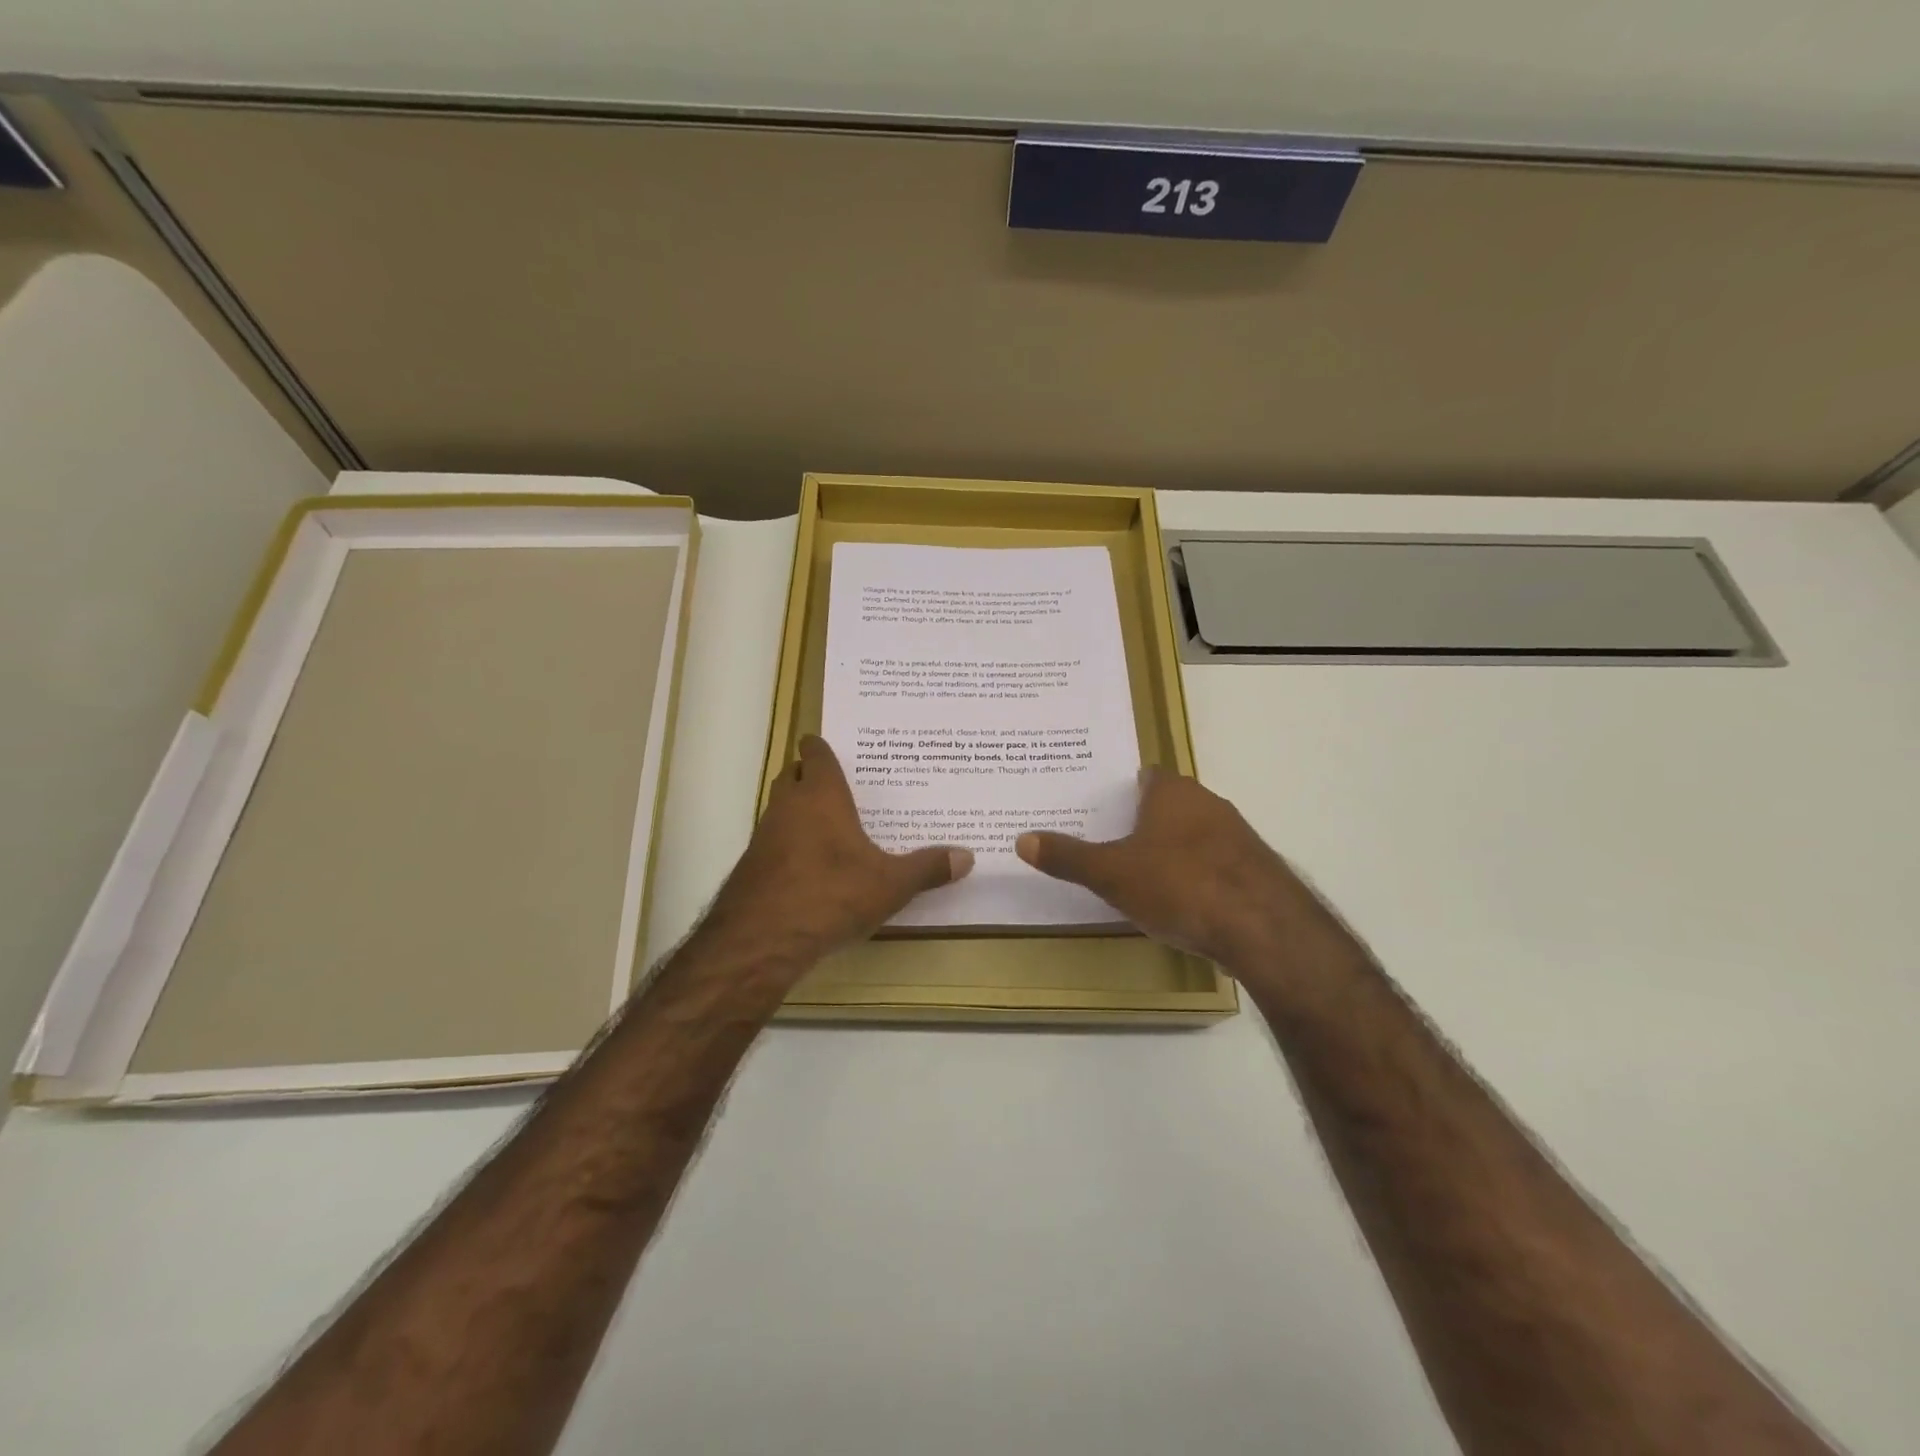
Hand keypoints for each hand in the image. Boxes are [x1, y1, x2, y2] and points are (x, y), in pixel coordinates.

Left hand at [703, 736, 971, 969]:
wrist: (761, 938)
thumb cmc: (831, 894)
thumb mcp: (890, 884)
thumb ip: (927, 868)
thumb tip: (967, 856)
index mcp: (821, 796)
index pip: (816, 754)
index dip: (821, 747)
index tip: (831, 746)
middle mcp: (788, 807)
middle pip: (793, 776)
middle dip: (809, 775)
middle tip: (838, 784)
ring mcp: (764, 836)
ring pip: (780, 809)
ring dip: (798, 812)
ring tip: (829, 825)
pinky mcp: (752, 868)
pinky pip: (773, 843)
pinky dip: (789, 845)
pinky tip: (810, 868)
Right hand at [1015, 768, 1316, 971]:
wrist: (1264, 928)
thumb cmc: (1180, 885)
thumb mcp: (1112, 874)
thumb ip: (1068, 857)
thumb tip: (1022, 839)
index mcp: (1172, 793)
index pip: (1145, 776)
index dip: (1122, 790)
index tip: (1099, 808)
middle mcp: (1209, 804)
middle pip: (1169, 805)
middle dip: (1143, 822)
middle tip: (1110, 842)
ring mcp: (1238, 837)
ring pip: (1195, 835)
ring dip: (1173, 850)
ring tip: (1141, 876)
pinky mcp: (1256, 871)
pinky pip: (1216, 865)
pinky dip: (1198, 876)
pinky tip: (1183, 904)